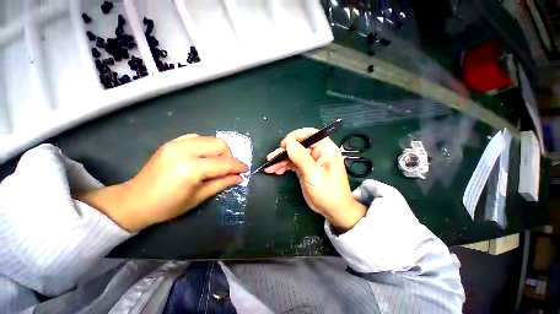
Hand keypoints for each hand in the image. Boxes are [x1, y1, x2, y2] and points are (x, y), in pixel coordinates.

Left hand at [76, 134, 247, 231]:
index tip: (245, 170)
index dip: (237, 166)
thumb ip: (222, 183)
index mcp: (191, 168)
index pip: (224, 163)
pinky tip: (202, 157)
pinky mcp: (172, 142)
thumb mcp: (199, 197)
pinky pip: (197, 138)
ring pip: (210, 139)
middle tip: (227, 168)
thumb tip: (239, 178)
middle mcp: (184, 150)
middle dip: (228, 156)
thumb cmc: (167, 206)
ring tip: (215, 163)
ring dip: (218, 151)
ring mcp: (176, 144)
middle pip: (220, 144)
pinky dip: (205, 146)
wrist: (134, 201)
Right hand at [265, 128, 366, 231]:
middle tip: (272, 157)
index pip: (311, 134)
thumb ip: (301, 158)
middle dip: (284, 150)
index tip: (285, 144)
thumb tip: (289, 143)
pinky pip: (291, 163)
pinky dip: (283, 166)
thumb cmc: (328, 191)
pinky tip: (276, 170)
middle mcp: (317, 153)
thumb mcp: (314, 174)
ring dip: (280, 159)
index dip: (297, 136)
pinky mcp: (303, 169)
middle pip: (298, 145)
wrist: (331, 210)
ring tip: (270, 166)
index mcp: (325, 149)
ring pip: (292, 154)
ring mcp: (309, 161)